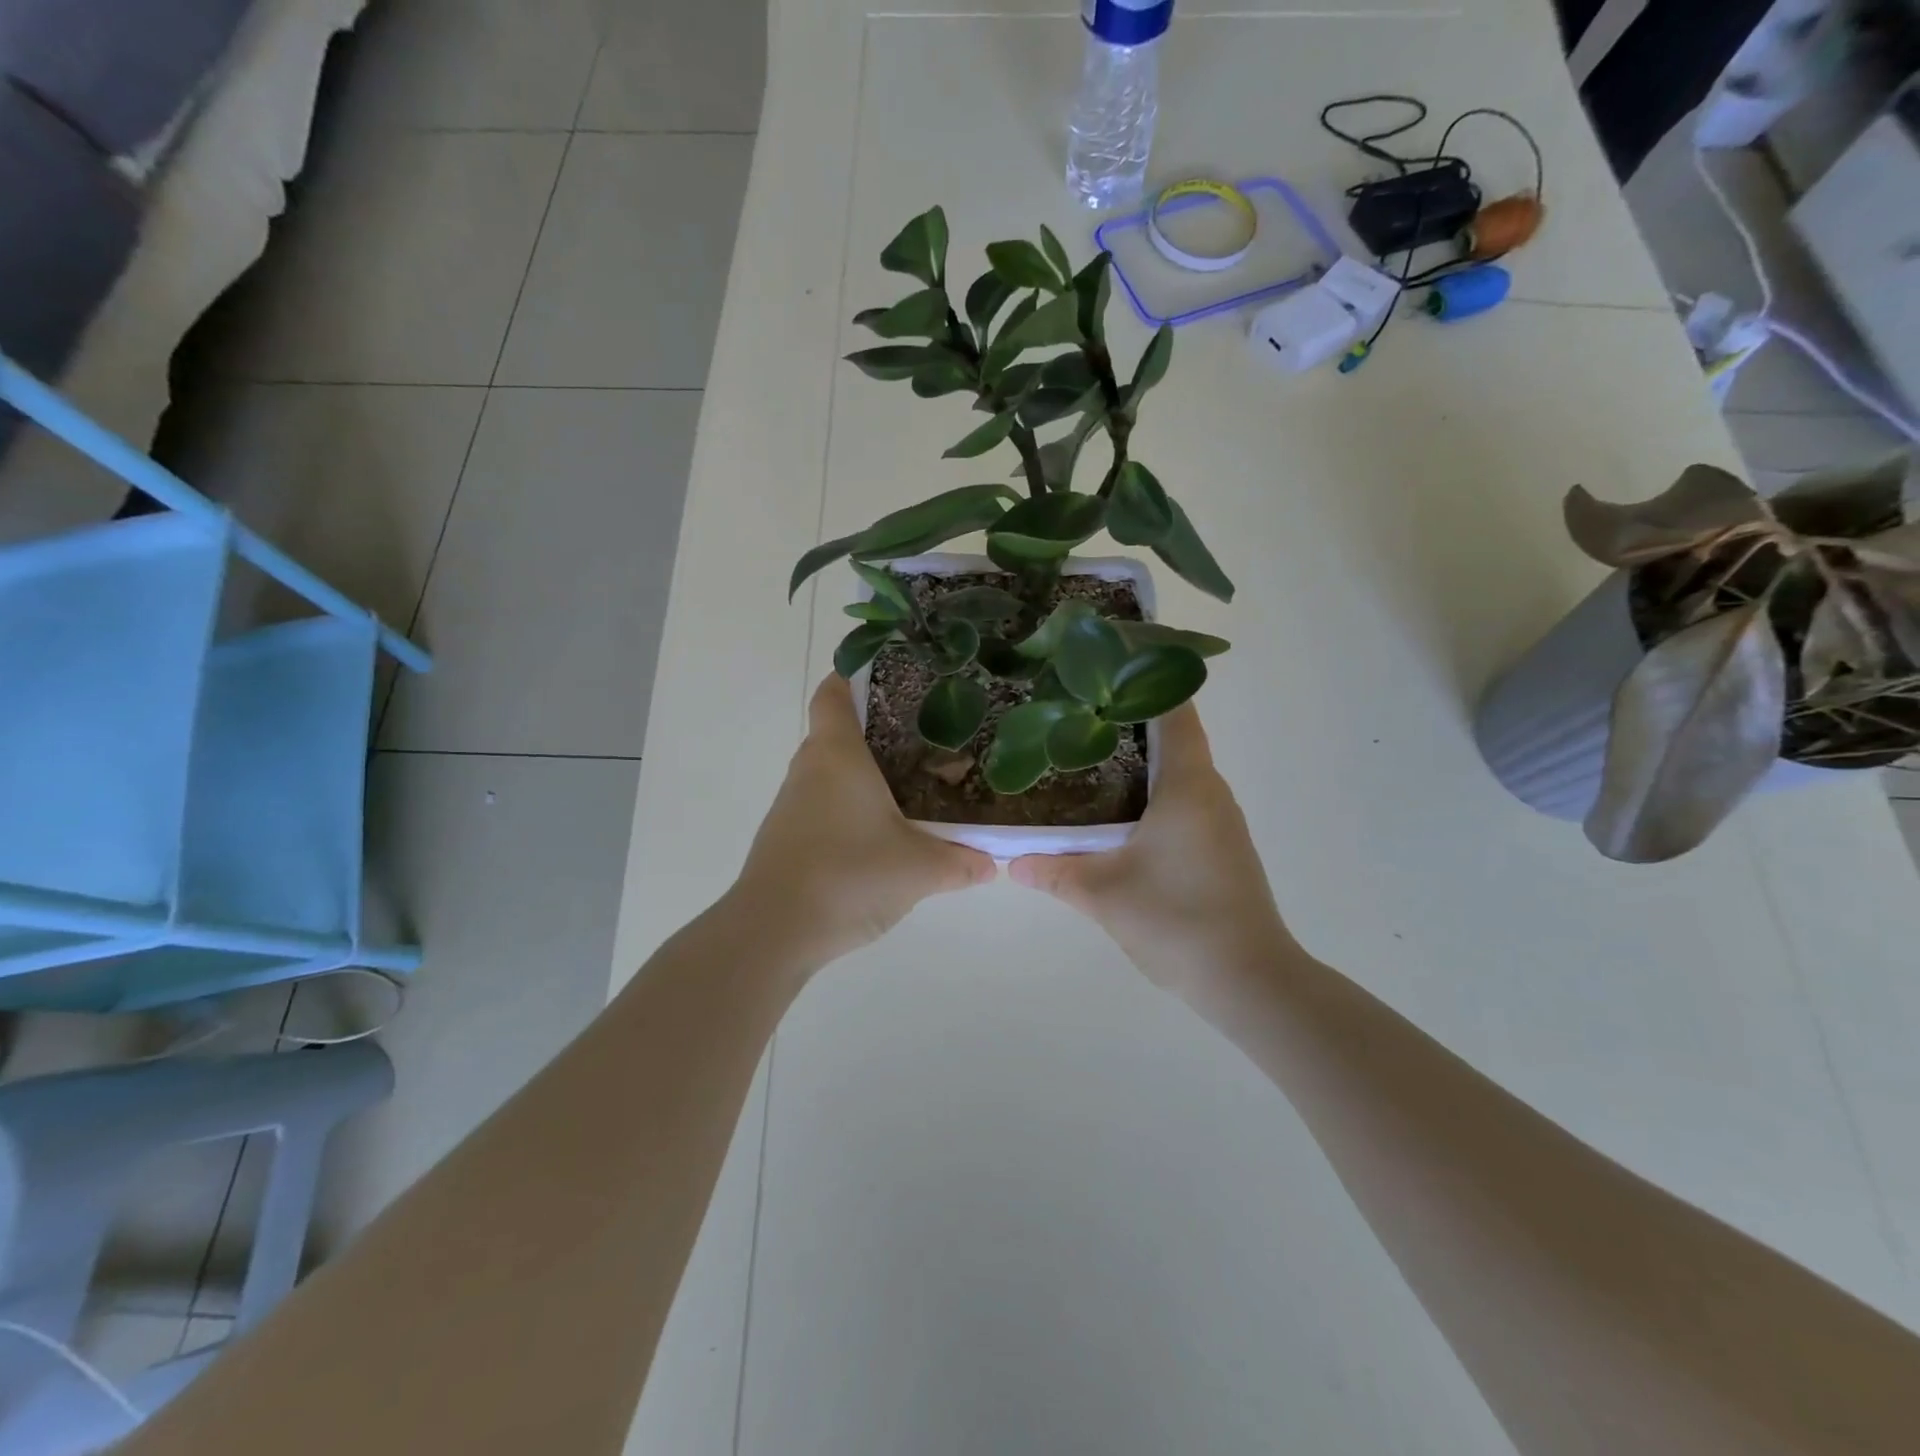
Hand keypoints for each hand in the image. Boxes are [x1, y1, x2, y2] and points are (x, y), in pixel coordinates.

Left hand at [731, 674, 996, 970]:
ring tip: (916, 783)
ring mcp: (793, 803)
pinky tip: (885, 829)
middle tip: (928, 737)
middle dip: (882, 730)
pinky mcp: (789, 835)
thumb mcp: (920, 869)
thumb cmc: (848, 876)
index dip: (856, 675)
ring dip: (869, 772)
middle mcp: (810, 768)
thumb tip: (992, 862)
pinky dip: (853, 803)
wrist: (774, 931)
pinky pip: (825, 802)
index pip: (835, 692)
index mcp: (837, 754)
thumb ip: (961, 861)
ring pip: (834, 771)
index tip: (892, 676)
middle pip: (840, 731)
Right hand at [1009, 705, 1291, 1000]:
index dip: (1147, 683)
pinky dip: (1152, 794)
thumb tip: (1012, 862)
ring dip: (1139, 763)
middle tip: (1076, 715)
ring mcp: (1221, 822)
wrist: (1249, 980)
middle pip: (1173, 739)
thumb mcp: (1103, 894)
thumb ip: (1055, 872)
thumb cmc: (1177, 919)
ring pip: (1178, 774)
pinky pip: (1184, 803)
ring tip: (1086, 758)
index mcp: (1187, 786)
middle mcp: (1211, 793)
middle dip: (1128, 722)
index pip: (1175, 713)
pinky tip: (1116, 815)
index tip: (1108, 669)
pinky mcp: (1222, 849)